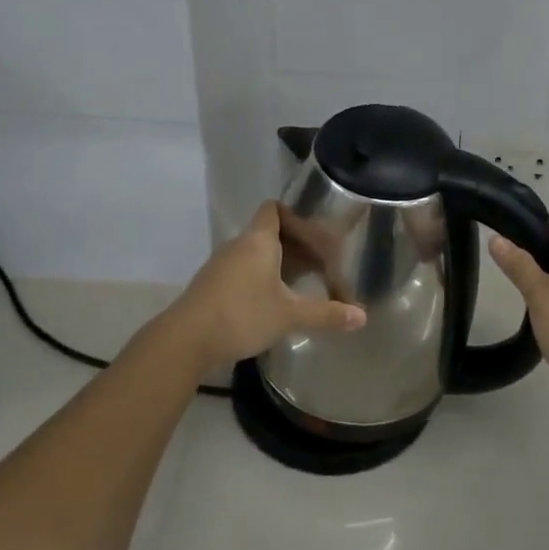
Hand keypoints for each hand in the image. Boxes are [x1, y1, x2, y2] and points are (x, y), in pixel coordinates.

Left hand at [165, 202, 365, 374]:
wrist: (185, 340)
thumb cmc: (242, 315)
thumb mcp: (289, 315)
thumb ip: (326, 314)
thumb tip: (362, 317)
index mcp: (258, 240)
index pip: (275, 209)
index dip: (297, 218)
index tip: (317, 237)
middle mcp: (239, 245)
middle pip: (270, 232)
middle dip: (296, 246)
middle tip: (320, 266)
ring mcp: (222, 265)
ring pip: (256, 253)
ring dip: (279, 264)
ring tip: (302, 285)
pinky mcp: (212, 285)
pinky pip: (244, 270)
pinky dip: (262, 278)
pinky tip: (274, 302)